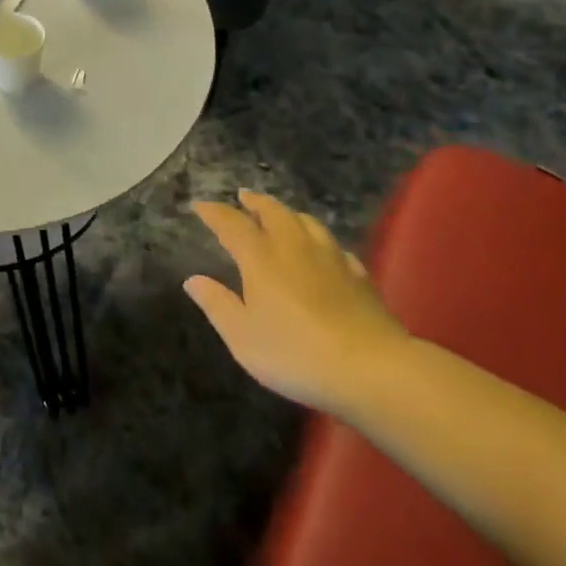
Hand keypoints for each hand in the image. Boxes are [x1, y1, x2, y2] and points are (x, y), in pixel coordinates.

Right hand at [186, 190, 409, 412]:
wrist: (372, 369)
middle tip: (243, 196)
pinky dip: (320, 241)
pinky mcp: (359, 276)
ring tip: (280, 215)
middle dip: (256, 202)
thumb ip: (217, 304)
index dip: (214, 213)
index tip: (200, 205)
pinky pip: (334, 247)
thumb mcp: (242, 336)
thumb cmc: (295, 353)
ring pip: (307, 222)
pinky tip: (323, 251)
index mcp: (261, 258)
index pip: (232, 224)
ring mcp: (331, 259)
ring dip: (288, 213)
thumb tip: (193, 279)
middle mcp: (294, 248)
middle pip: (274, 212)